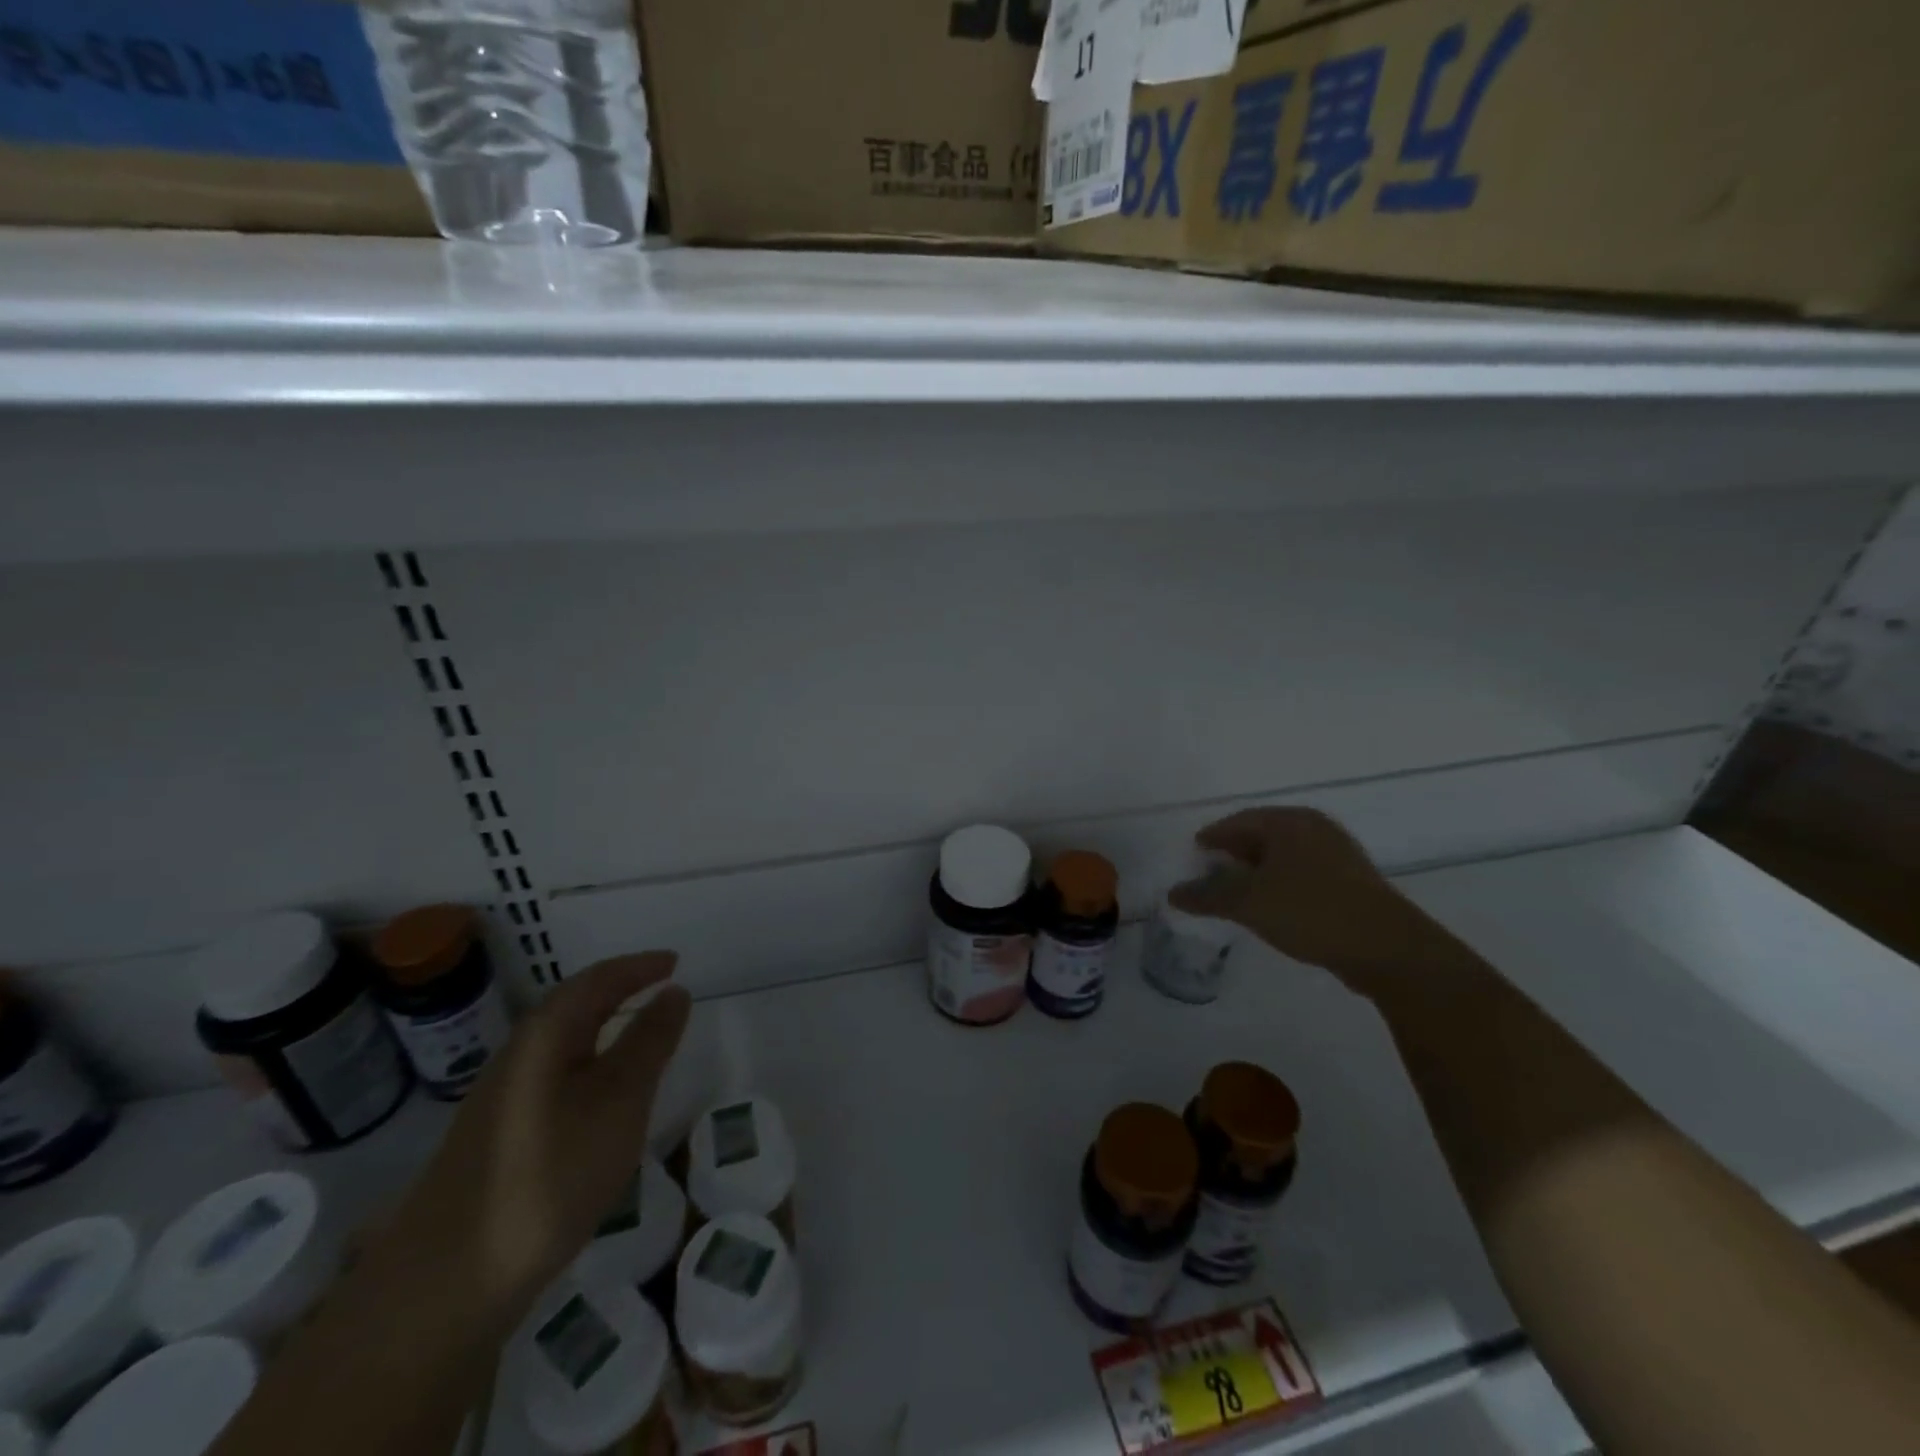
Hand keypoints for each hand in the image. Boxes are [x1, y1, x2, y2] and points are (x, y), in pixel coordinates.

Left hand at [380, 951, 692, 1325]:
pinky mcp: (497, 1139)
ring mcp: (502, 1100)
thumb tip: (673, 992)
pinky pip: (554, 1079)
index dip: (639, 967)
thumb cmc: (551, 1173)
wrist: (448, 1282)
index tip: (675, 962)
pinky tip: (601, 1100)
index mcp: (545, 1036)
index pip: (597, 980)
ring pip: (562, 1046)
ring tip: (642, 1038)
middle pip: (574, 1008)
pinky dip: (589, 1067)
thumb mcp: (620, 1100)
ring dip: (604, 1030)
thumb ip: (649, 1042)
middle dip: (619, 992)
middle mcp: (518, 1057)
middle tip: (662, 991)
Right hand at [1169, 808, 1465, 995]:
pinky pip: (1303, 873)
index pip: (1239, 821)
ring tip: (1237, 891)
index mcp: (1289, 822)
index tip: (1194, 851)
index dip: (1213, 836)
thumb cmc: (1310, 911)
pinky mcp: (1352, 881)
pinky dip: (1280, 883)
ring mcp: (1338, 854)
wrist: (1387, 948)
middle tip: (1210, 870)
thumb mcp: (1248, 903)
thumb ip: (1207, 895)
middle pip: (1262, 835)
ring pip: (1284, 856)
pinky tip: (1272, 906)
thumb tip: (1173, 893)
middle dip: (1234, 852)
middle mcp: (1315, 828)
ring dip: (1258, 870)